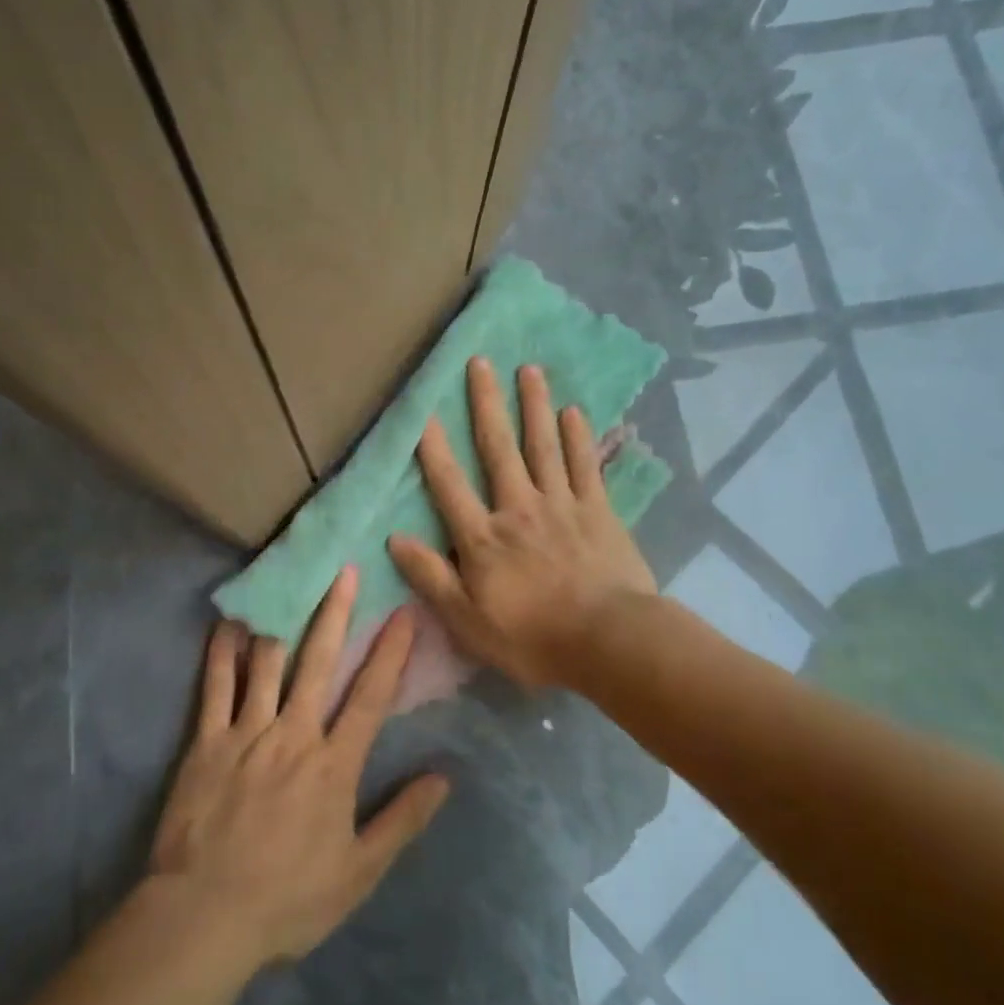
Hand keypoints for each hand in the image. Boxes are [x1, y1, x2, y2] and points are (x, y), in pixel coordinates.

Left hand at [149, 569, 449, 969]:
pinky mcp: (207, 741)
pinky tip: (230, 622)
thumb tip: (443, 777)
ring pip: (268, 663)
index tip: (403, 612)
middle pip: (318, 662)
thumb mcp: (358, 872)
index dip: (390, 652)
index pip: (370, 696)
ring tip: (290, 579)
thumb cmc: (288, 898)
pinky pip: (216, 686)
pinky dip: (223, 651)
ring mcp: (246, 732)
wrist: (205, 916)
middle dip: (335, 613)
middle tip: (345, 571)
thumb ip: (401, 820)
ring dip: (283, 618)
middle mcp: (293, 734)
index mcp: (333, 764)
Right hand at [387, 357, 653, 690]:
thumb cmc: (532, 638)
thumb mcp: (467, 620)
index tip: (423, 410)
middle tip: (481, 362)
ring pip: (543, 446)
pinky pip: (585, 466)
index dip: (433, 447)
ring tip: (529, 369)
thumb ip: (431, 577)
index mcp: (484, 537)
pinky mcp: (599, 511)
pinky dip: (578, 437)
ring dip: (534, 406)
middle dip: (487, 404)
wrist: (609, 642)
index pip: (449, 484)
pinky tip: (573, 411)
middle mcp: (519, 508)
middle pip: (498, 449)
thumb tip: (394, 538)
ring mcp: (562, 505)